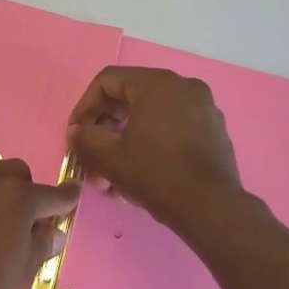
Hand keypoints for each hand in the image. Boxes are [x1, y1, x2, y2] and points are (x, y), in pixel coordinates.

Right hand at [66, 67, 245, 235]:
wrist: (208, 207)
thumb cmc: (155, 173)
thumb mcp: (108, 156)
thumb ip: (84, 137)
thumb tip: (77, 131)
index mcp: (158, 84)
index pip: (108, 81)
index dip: (84, 106)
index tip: (76, 134)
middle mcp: (184, 87)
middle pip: (129, 98)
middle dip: (104, 128)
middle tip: (90, 155)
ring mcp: (203, 109)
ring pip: (150, 117)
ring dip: (124, 141)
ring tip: (110, 174)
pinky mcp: (212, 133)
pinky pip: (171, 130)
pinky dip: (149, 145)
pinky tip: (137, 174)